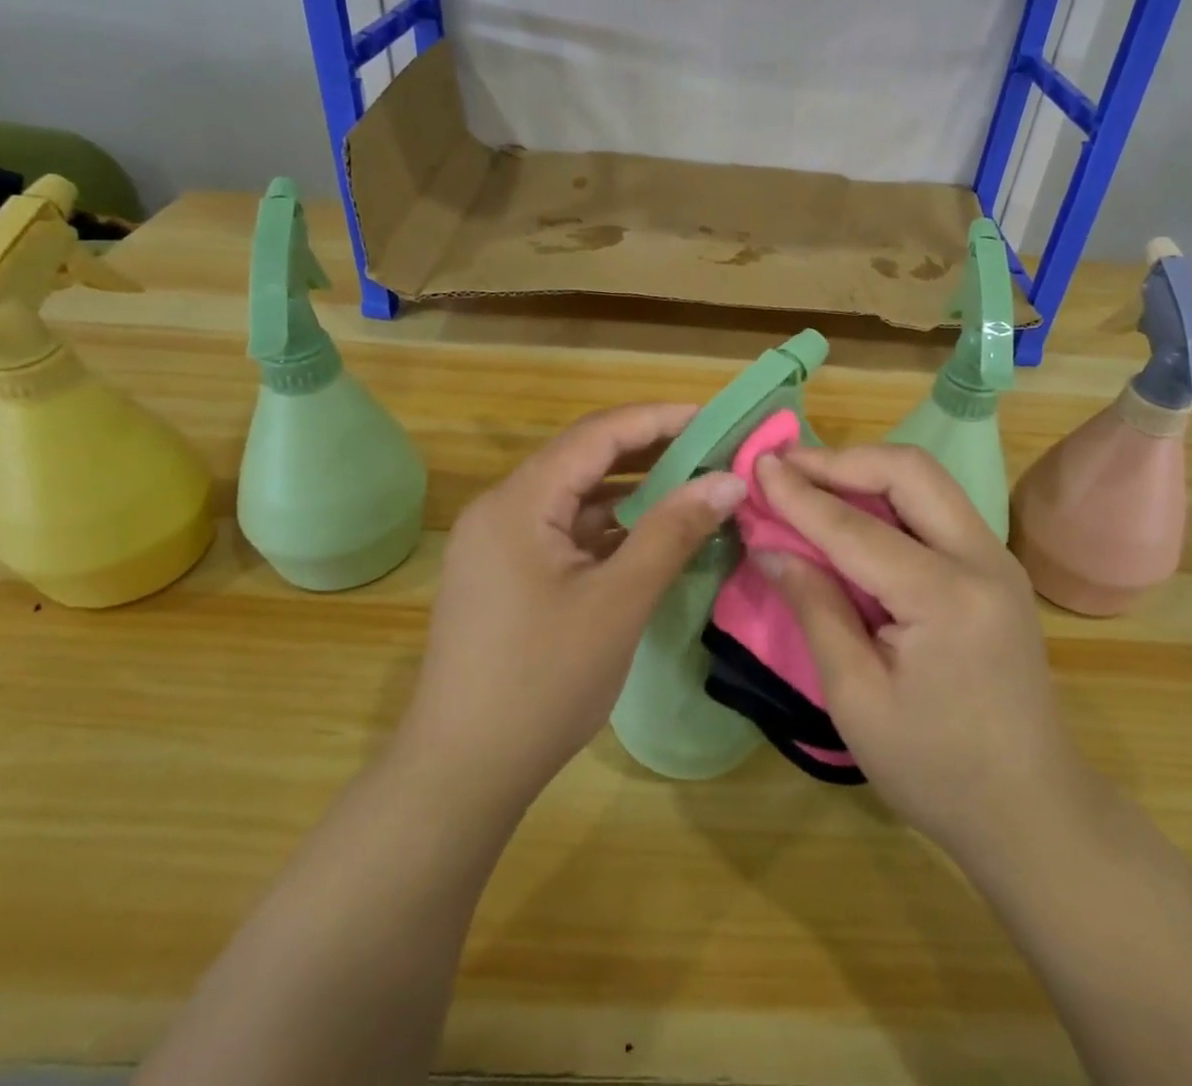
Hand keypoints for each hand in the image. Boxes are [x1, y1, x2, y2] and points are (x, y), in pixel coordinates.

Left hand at [396, 404, 746, 828]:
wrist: (461, 774)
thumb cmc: (542, 681)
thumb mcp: (619, 602)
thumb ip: (673, 532)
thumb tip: (729, 481)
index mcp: (518, 502)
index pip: (597, 435)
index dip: (658, 419)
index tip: (713, 418)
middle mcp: (502, 509)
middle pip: (584, 460)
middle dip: (650, 452)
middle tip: (711, 451)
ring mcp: (499, 545)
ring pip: (575, 498)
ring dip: (632, 492)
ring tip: (692, 487)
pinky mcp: (506, 575)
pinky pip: (564, 532)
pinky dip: (609, 528)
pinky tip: (651, 536)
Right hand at [750, 445, 1092, 874]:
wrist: (1032, 812)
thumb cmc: (935, 769)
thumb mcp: (856, 698)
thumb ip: (815, 609)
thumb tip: (769, 547)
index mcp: (946, 598)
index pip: (857, 528)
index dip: (800, 495)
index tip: (757, 466)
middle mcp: (982, 560)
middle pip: (909, 471)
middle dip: (842, 460)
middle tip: (786, 468)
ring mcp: (997, 559)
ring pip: (927, 479)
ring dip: (866, 471)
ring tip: (811, 481)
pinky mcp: (997, 568)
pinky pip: (937, 506)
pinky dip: (889, 495)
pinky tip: (854, 510)